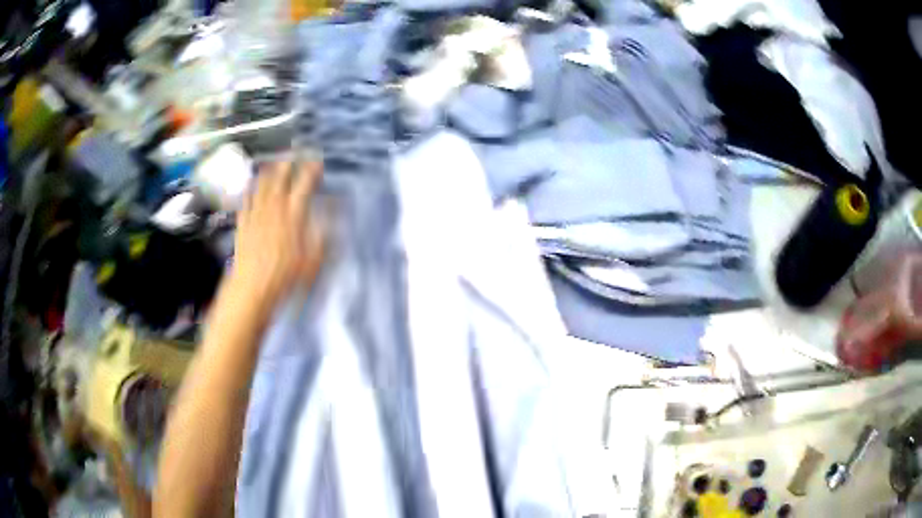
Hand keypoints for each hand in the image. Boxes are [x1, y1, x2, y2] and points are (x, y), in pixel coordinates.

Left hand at [229, 159, 324, 307]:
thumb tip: (331, 214)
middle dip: (289, 163)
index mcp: (294, 214)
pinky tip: (251, 186)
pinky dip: (250, 190)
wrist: (253, 287)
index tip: (317, 161)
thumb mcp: (313, 258)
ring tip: (274, 163)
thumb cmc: (286, 275)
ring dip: (269, 172)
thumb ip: (322, 232)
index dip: (311, 170)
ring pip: (262, 185)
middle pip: (280, 178)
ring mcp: (256, 214)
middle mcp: (274, 208)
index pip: (304, 184)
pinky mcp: (243, 223)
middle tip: (294, 155)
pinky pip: (246, 200)